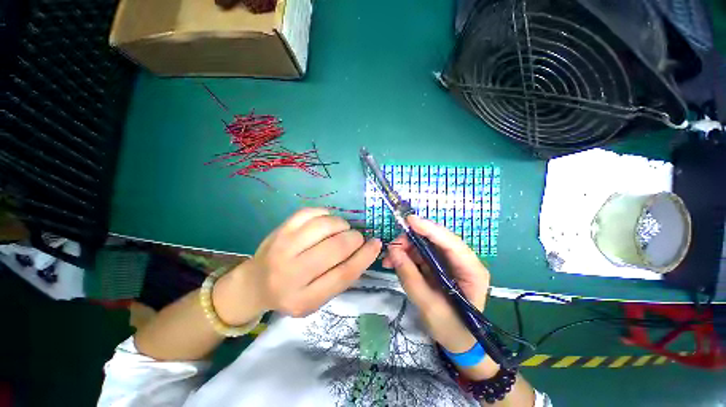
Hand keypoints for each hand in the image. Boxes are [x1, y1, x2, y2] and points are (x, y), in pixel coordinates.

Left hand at [214, 208, 381, 323]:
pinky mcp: (280, 230)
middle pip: (336, 248)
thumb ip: (340, 277)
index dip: (365, 256)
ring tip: (342, 229)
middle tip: (356, 237)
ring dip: (341, 224)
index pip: (343, 275)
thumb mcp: (317, 298)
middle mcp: (291, 274)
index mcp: (304, 299)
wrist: (255, 284)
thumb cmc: (292, 293)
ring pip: (324, 226)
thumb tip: (365, 250)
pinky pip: (310, 213)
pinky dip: (326, 214)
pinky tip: (327, 221)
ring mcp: (283, 248)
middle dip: (354, 238)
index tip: (376, 244)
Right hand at [382, 216, 489, 353]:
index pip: (451, 243)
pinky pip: (420, 254)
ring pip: (425, 245)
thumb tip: (393, 251)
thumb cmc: (451, 329)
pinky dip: (405, 256)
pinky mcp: (438, 266)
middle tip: (391, 248)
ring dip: (405, 248)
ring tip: (388, 260)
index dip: (430, 229)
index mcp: (471, 270)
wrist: (458, 342)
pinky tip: (394, 263)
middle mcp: (462, 261)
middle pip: (435, 240)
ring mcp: (449, 262)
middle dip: (411, 240)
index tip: (410, 220)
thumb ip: (410, 277)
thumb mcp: (429, 307)